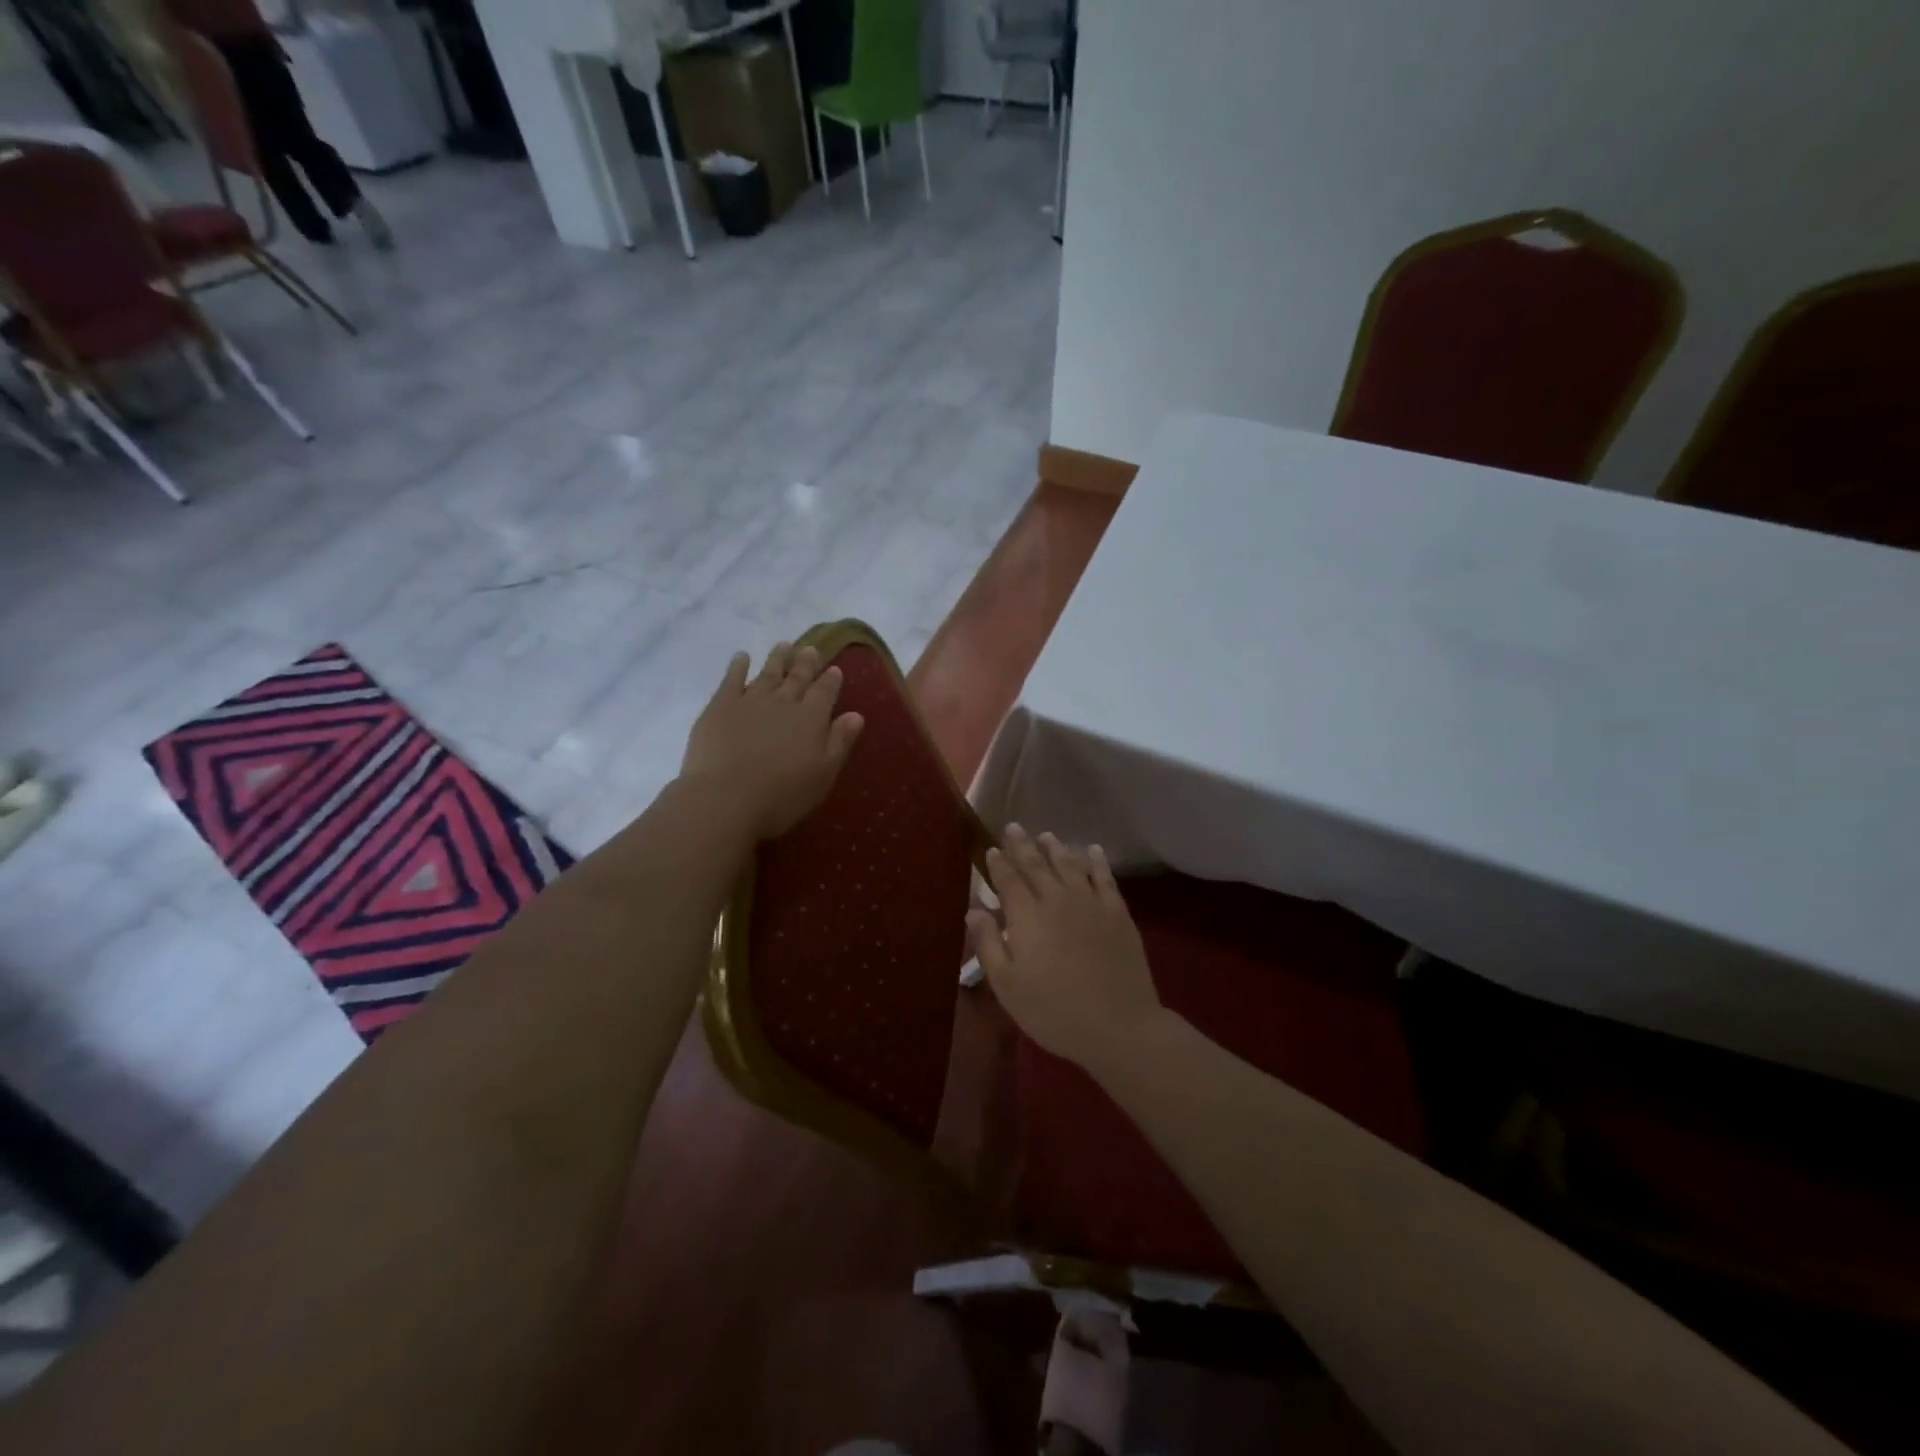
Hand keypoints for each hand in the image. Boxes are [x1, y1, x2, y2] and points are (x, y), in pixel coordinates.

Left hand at [679, 644, 864, 840]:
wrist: (725, 798)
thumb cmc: (782, 795)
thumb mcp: (823, 774)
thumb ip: (840, 742)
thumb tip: (856, 714)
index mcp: (811, 718)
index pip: (825, 691)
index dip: (831, 680)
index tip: (834, 669)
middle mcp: (783, 702)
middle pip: (798, 677)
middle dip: (806, 662)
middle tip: (810, 648)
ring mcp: (750, 700)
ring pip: (768, 672)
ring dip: (778, 658)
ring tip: (784, 645)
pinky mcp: (720, 706)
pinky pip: (731, 679)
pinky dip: (738, 666)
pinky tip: (741, 657)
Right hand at [968, 825, 1163, 1071]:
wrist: (1118, 1025)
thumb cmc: (1053, 1010)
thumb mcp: (1007, 985)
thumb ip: (988, 943)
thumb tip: (974, 909)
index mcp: (1026, 916)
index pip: (1008, 881)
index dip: (998, 864)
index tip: (991, 849)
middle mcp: (1056, 899)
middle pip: (1036, 865)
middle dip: (1022, 845)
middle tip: (1014, 828)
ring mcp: (1090, 902)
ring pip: (1069, 864)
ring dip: (1055, 848)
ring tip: (1046, 836)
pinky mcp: (1118, 912)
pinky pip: (1105, 877)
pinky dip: (1096, 861)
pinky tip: (1092, 850)